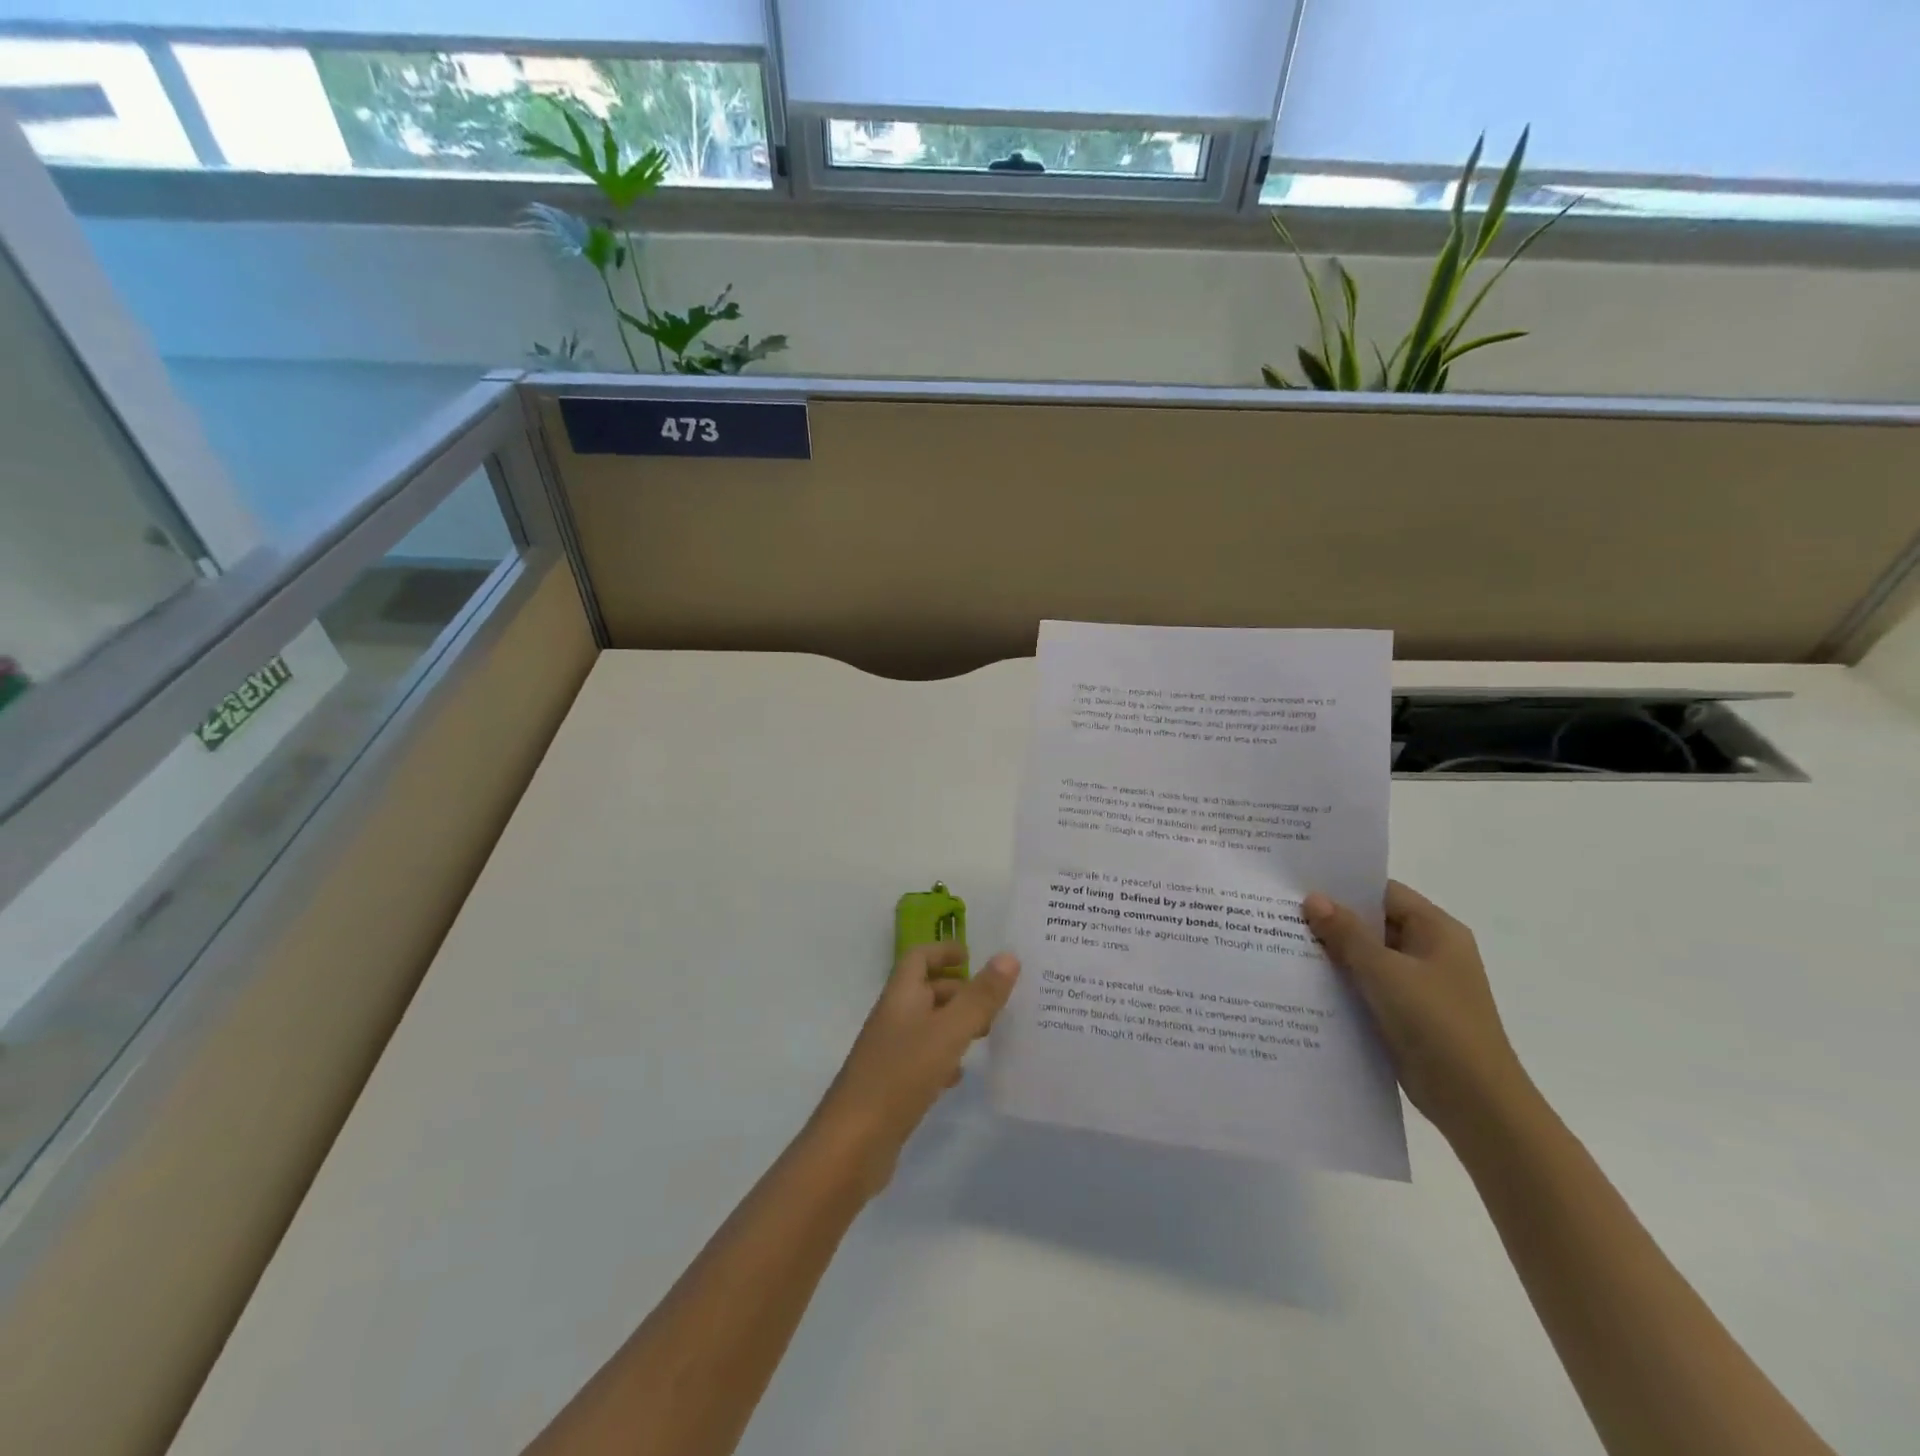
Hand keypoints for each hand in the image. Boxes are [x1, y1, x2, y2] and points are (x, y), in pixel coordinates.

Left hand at [809, 944, 1019, 1197]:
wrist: (853, 1144)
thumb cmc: (900, 1075)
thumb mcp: (948, 1032)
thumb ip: (979, 997)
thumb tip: (1008, 956)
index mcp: (900, 997)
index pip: (919, 957)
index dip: (943, 951)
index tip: (973, 956)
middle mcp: (893, 1018)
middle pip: (925, 991)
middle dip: (958, 990)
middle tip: (994, 1001)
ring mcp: (890, 1054)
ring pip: (927, 1026)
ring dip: (955, 1025)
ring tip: (987, 1034)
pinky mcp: (892, 1086)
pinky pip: (922, 1060)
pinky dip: (944, 1059)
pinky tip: (960, 1076)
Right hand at [1303, 881, 1532, 1140]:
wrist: (1476, 1103)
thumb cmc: (1437, 1024)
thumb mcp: (1385, 972)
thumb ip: (1347, 933)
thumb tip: (1313, 898)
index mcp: (1437, 931)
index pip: (1384, 893)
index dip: (1344, 886)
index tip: (1300, 884)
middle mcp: (1430, 952)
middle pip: (1374, 924)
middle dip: (1332, 920)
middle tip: (1282, 912)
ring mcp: (1419, 985)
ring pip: (1367, 957)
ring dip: (1333, 953)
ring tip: (1283, 943)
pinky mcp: (1406, 1014)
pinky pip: (1368, 986)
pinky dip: (1342, 982)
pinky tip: (1304, 982)